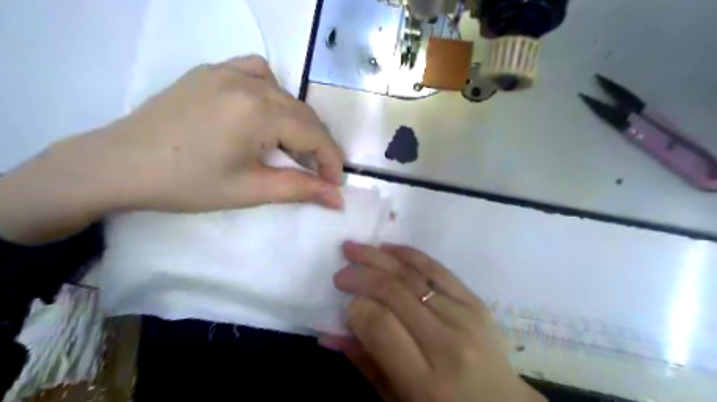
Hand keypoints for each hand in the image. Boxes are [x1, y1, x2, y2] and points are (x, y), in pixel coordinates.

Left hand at [0, 55, 343, 243]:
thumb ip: (300, 190)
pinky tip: (263, 112)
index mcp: (258, 110)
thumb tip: (339, 199)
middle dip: (316, 146)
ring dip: (297, 122)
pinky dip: (272, 93)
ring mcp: (227, 70)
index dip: (330, 160)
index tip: (335, 184)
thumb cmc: (188, 184)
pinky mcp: (211, 71)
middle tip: (315, 173)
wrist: (119, 165)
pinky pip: (257, 72)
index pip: (314, 133)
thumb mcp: (250, 190)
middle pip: (303, 114)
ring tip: (289, 147)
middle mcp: (249, 81)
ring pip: (285, 94)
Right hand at [322, 243, 547, 401]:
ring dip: (379, 258)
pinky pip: (438, 269)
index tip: (344, 302)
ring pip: (414, 275)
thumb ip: (364, 364)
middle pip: (396, 294)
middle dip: (361, 276)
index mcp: (425, 382)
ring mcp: (466, 317)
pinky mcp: (476, 301)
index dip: (356, 309)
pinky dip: (410, 254)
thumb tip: (329, 331)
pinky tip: (388, 248)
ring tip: (355, 248)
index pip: (381, 327)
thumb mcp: (398, 401)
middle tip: (340, 272)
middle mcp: (447, 344)